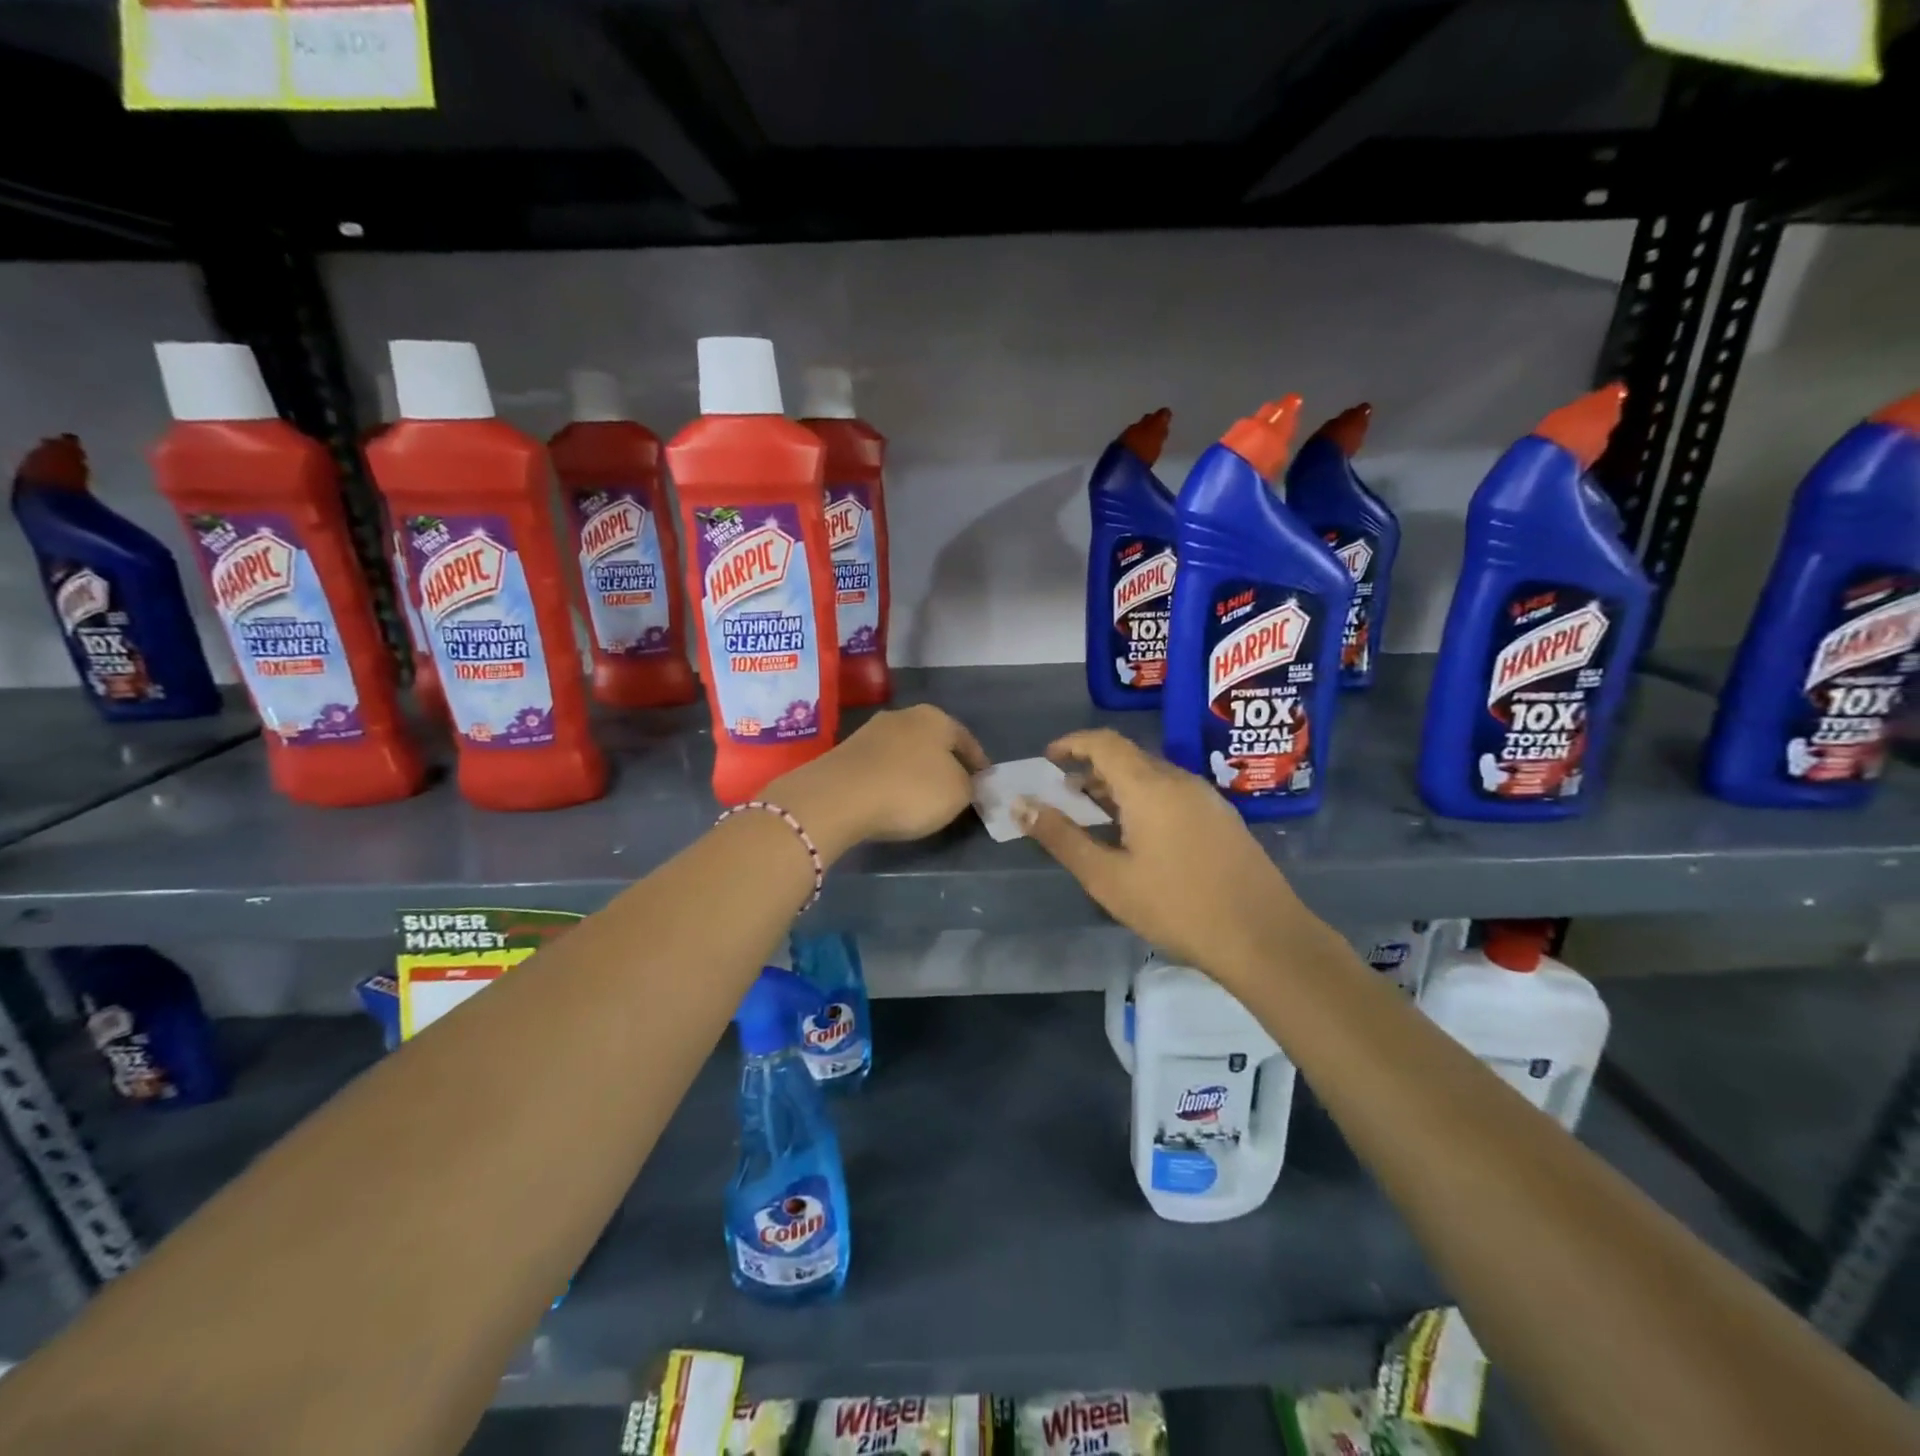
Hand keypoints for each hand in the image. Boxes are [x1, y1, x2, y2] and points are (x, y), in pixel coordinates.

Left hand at [769, 705, 988, 859]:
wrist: (838, 797)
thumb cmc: (910, 790)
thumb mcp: (957, 794)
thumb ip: (969, 786)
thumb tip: (966, 783)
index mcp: (935, 718)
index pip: (966, 739)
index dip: (978, 763)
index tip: (983, 782)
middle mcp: (903, 716)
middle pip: (932, 741)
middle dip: (943, 763)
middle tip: (953, 789)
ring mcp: (870, 732)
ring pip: (903, 752)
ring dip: (913, 771)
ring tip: (920, 797)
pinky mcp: (845, 753)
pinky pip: (879, 766)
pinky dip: (889, 780)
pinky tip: (890, 798)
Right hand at [1017, 729, 1321, 982]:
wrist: (1265, 938)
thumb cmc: (1177, 907)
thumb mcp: (1108, 878)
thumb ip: (1062, 838)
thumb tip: (1021, 805)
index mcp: (1149, 786)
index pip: (1105, 742)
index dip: (1072, 743)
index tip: (1047, 759)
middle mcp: (1180, 780)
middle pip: (1129, 758)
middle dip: (1092, 769)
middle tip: (1064, 794)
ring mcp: (1207, 798)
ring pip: (1153, 776)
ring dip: (1118, 786)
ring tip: (1094, 816)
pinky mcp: (1223, 819)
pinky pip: (1173, 793)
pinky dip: (1144, 800)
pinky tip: (1138, 836)